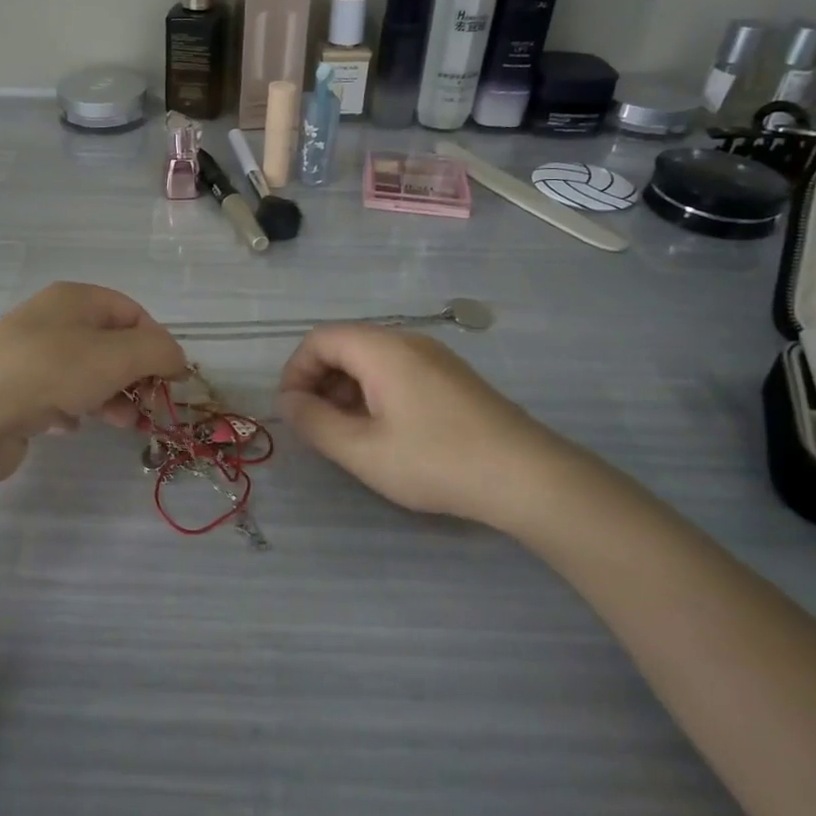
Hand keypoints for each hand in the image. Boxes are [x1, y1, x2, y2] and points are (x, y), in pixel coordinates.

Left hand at [0, 282, 184, 483]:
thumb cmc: (50, 372)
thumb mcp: (117, 356)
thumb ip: (159, 352)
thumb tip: (178, 360)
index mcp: (75, 298)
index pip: (132, 312)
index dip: (157, 343)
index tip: (172, 379)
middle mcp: (50, 320)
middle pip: (110, 344)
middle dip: (136, 375)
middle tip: (150, 407)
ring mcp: (28, 356)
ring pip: (85, 373)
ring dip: (110, 397)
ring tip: (120, 424)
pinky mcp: (13, 391)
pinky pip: (56, 396)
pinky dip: (73, 410)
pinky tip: (70, 426)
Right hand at [276, 325, 579, 530]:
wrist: (528, 477)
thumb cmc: (436, 461)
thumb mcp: (363, 451)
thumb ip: (314, 423)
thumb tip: (287, 402)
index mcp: (382, 349)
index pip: (320, 339)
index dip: (295, 371)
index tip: (292, 412)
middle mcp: (407, 341)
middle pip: (346, 345)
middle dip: (320, 381)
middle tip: (318, 427)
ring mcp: (435, 357)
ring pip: (372, 360)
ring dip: (347, 390)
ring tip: (349, 435)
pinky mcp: (453, 378)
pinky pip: (398, 372)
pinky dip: (375, 394)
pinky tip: (386, 433)